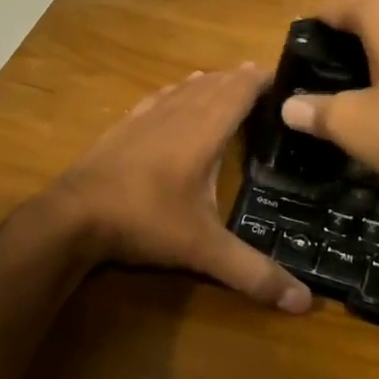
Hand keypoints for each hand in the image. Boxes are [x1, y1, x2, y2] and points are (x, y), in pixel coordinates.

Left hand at [35, 65, 311, 313]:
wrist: (74, 215)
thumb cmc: (146, 221)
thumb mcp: (204, 250)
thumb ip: (253, 272)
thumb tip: (304, 302)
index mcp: (205, 131)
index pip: (240, 91)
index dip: (263, 79)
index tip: (286, 76)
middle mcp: (180, 113)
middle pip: (217, 83)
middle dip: (241, 79)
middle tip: (265, 82)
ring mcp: (148, 115)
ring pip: (188, 87)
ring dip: (212, 81)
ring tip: (229, 80)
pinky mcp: (125, 124)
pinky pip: (161, 96)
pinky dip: (178, 89)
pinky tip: (177, 90)